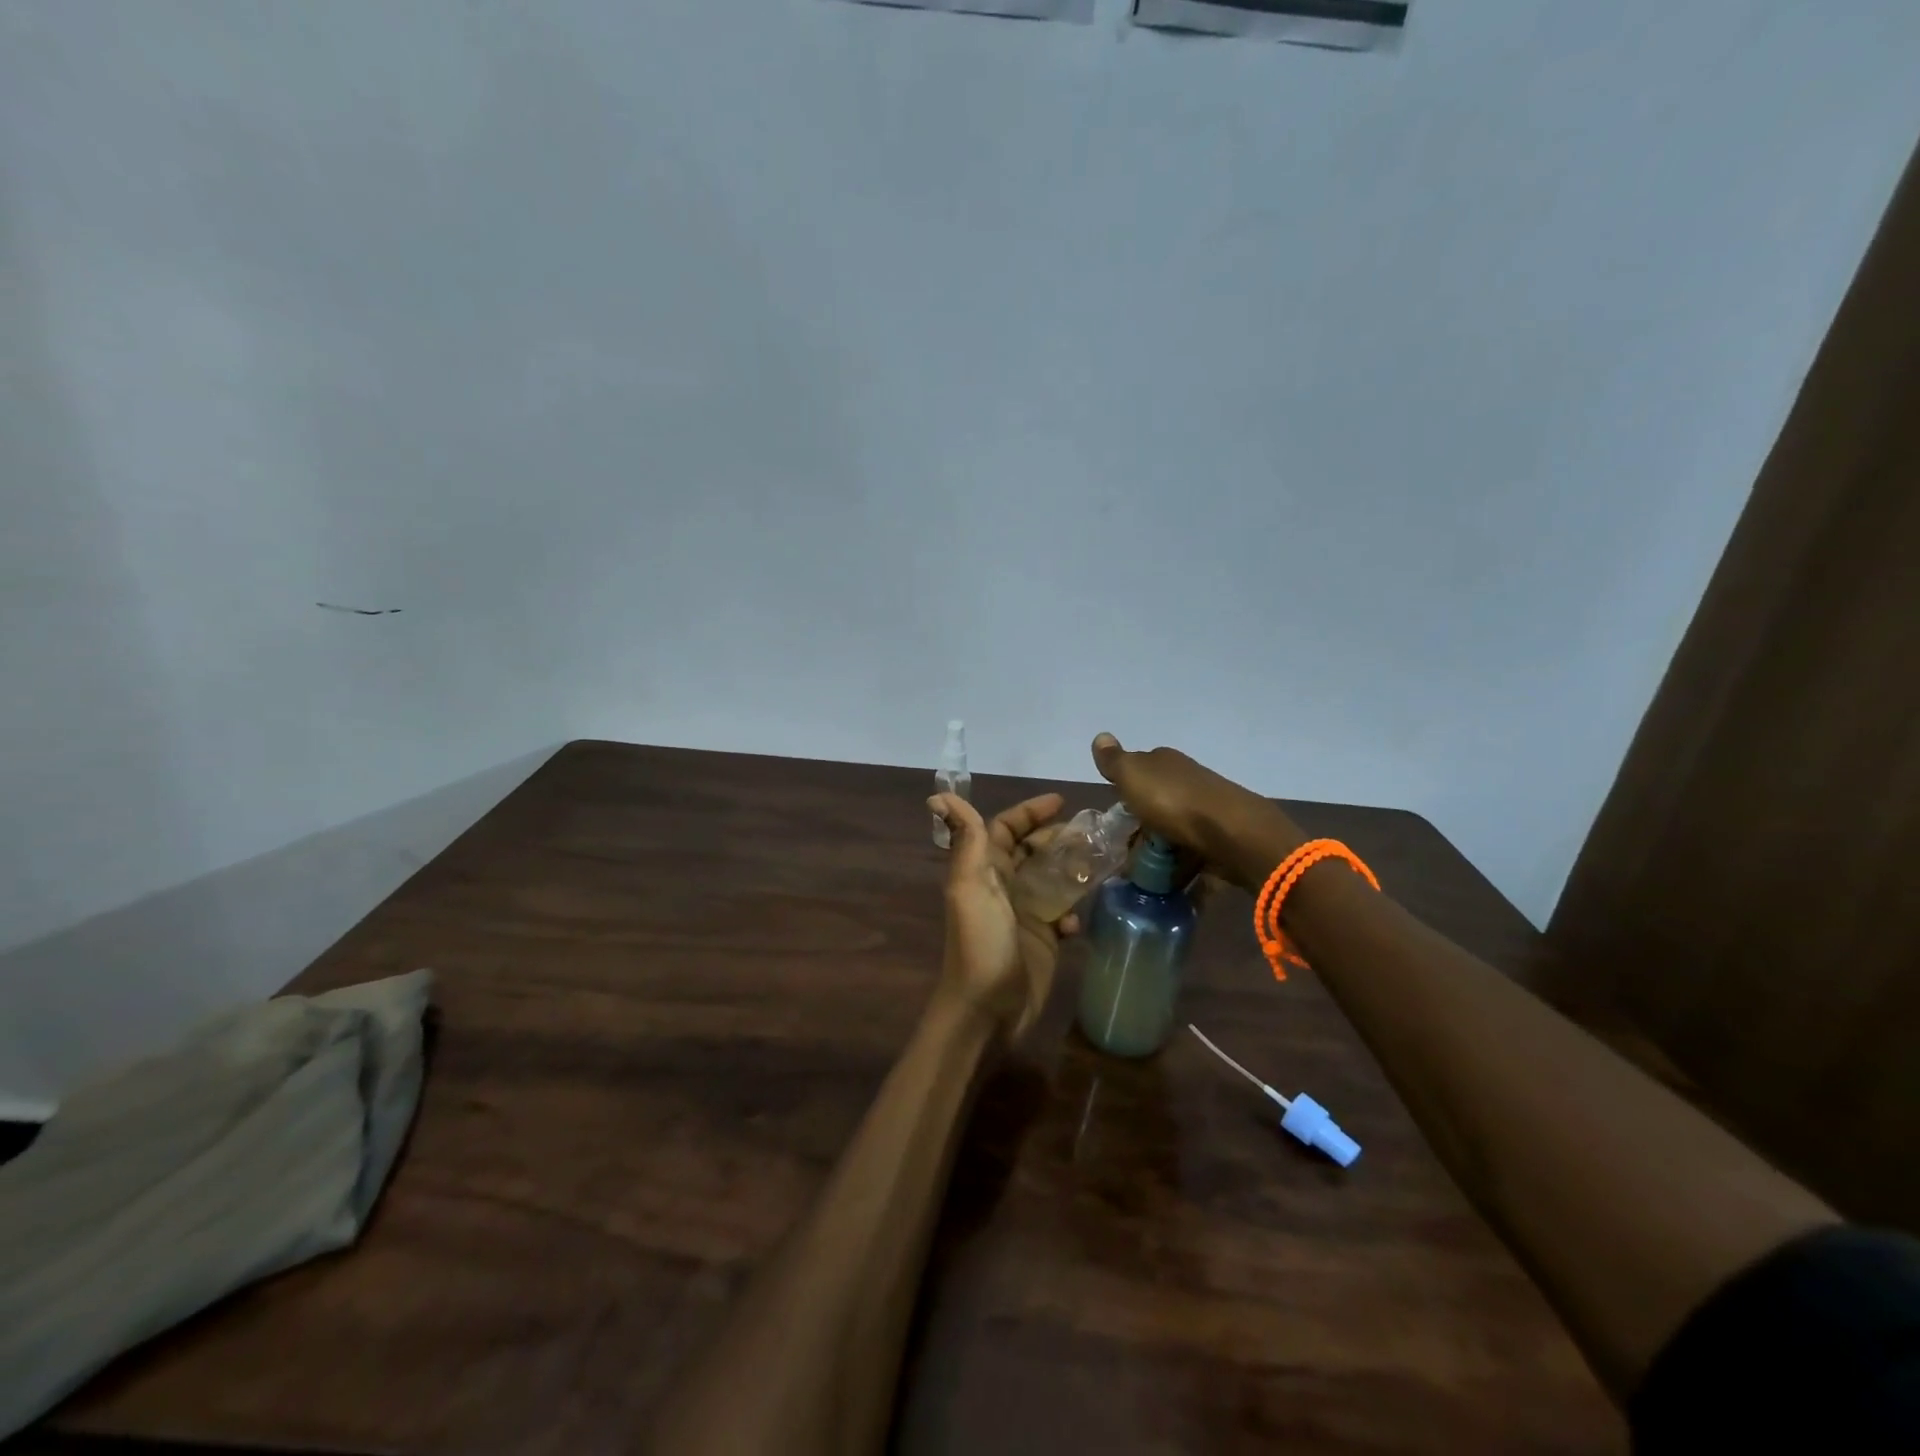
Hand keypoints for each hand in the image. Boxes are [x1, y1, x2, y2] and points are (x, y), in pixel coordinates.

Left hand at [928, 792, 1078, 1042]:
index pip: (1005, 828)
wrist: (987, 1009)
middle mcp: (1004, 887)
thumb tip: (939, 794)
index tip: (1061, 801)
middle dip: (1058, 837)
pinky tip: (1076, 921)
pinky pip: (1063, 913)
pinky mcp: (1043, 940)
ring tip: (1098, 864)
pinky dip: (1072, 911)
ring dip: (1072, 869)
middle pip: (1033, 850)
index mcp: (984, 870)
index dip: (1028, 812)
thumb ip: (966, 841)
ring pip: (1052, 878)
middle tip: (1091, 832)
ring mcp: (1025, 914)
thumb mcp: (969, 886)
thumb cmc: (980, 942)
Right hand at [1091, 733, 1304, 890]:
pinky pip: (1192, 854)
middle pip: (1156, 804)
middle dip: (1141, 826)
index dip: (1125, 791)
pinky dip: (1181, 867)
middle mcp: (1187, 781)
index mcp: (1165, 763)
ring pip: (1174, 830)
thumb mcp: (1133, 776)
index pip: (1139, 771)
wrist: (1233, 834)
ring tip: (1144, 876)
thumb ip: (1114, 761)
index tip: (1114, 817)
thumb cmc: (1174, 801)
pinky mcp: (1219, 839)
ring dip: (1161, 851)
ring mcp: (1206, 811)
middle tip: (1124, 852)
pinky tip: (1170, 883)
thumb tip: (1100, 736)